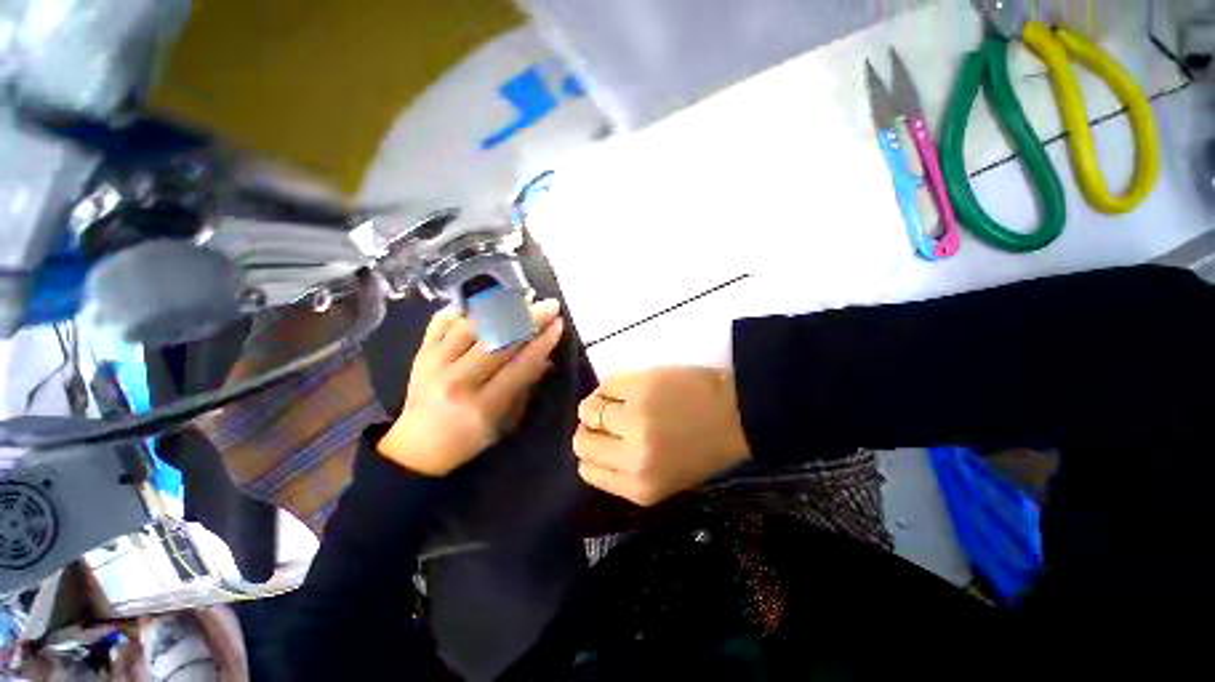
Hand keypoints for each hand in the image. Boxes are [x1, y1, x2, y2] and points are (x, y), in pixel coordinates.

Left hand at [377, 300, 564, 475]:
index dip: (542, 342)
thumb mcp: (504, 422)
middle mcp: (458, 380)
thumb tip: (545, 357)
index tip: (558, 324)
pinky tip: (485, 302)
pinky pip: (441, 322)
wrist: (416, 447)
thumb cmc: (467, 439)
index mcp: (482, 406)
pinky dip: (464, 308)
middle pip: (499, 340)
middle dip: (529, 318)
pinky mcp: (420, 353)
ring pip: (472, 325)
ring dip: (502, 308)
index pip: (520, 365)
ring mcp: (434, 364)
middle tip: (549, 305)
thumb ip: (524, 388)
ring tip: (523, 297)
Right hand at [573, 368, 750, 505]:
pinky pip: (605, 384)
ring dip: (599, 403)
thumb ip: (626, 473)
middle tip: (609, 418)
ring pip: (588, 410)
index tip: (602, 440)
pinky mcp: (639, 386)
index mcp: (640, 488)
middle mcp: (632, 458)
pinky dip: (611, 385)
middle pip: (582, 441)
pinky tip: (630, 386)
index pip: (587, 471)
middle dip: (591, 428)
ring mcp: (634, 419)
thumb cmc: (705, 448)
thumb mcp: (665, 480)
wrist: (739, 414)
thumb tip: (594, 447)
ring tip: (621, 400)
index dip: (592, 452)